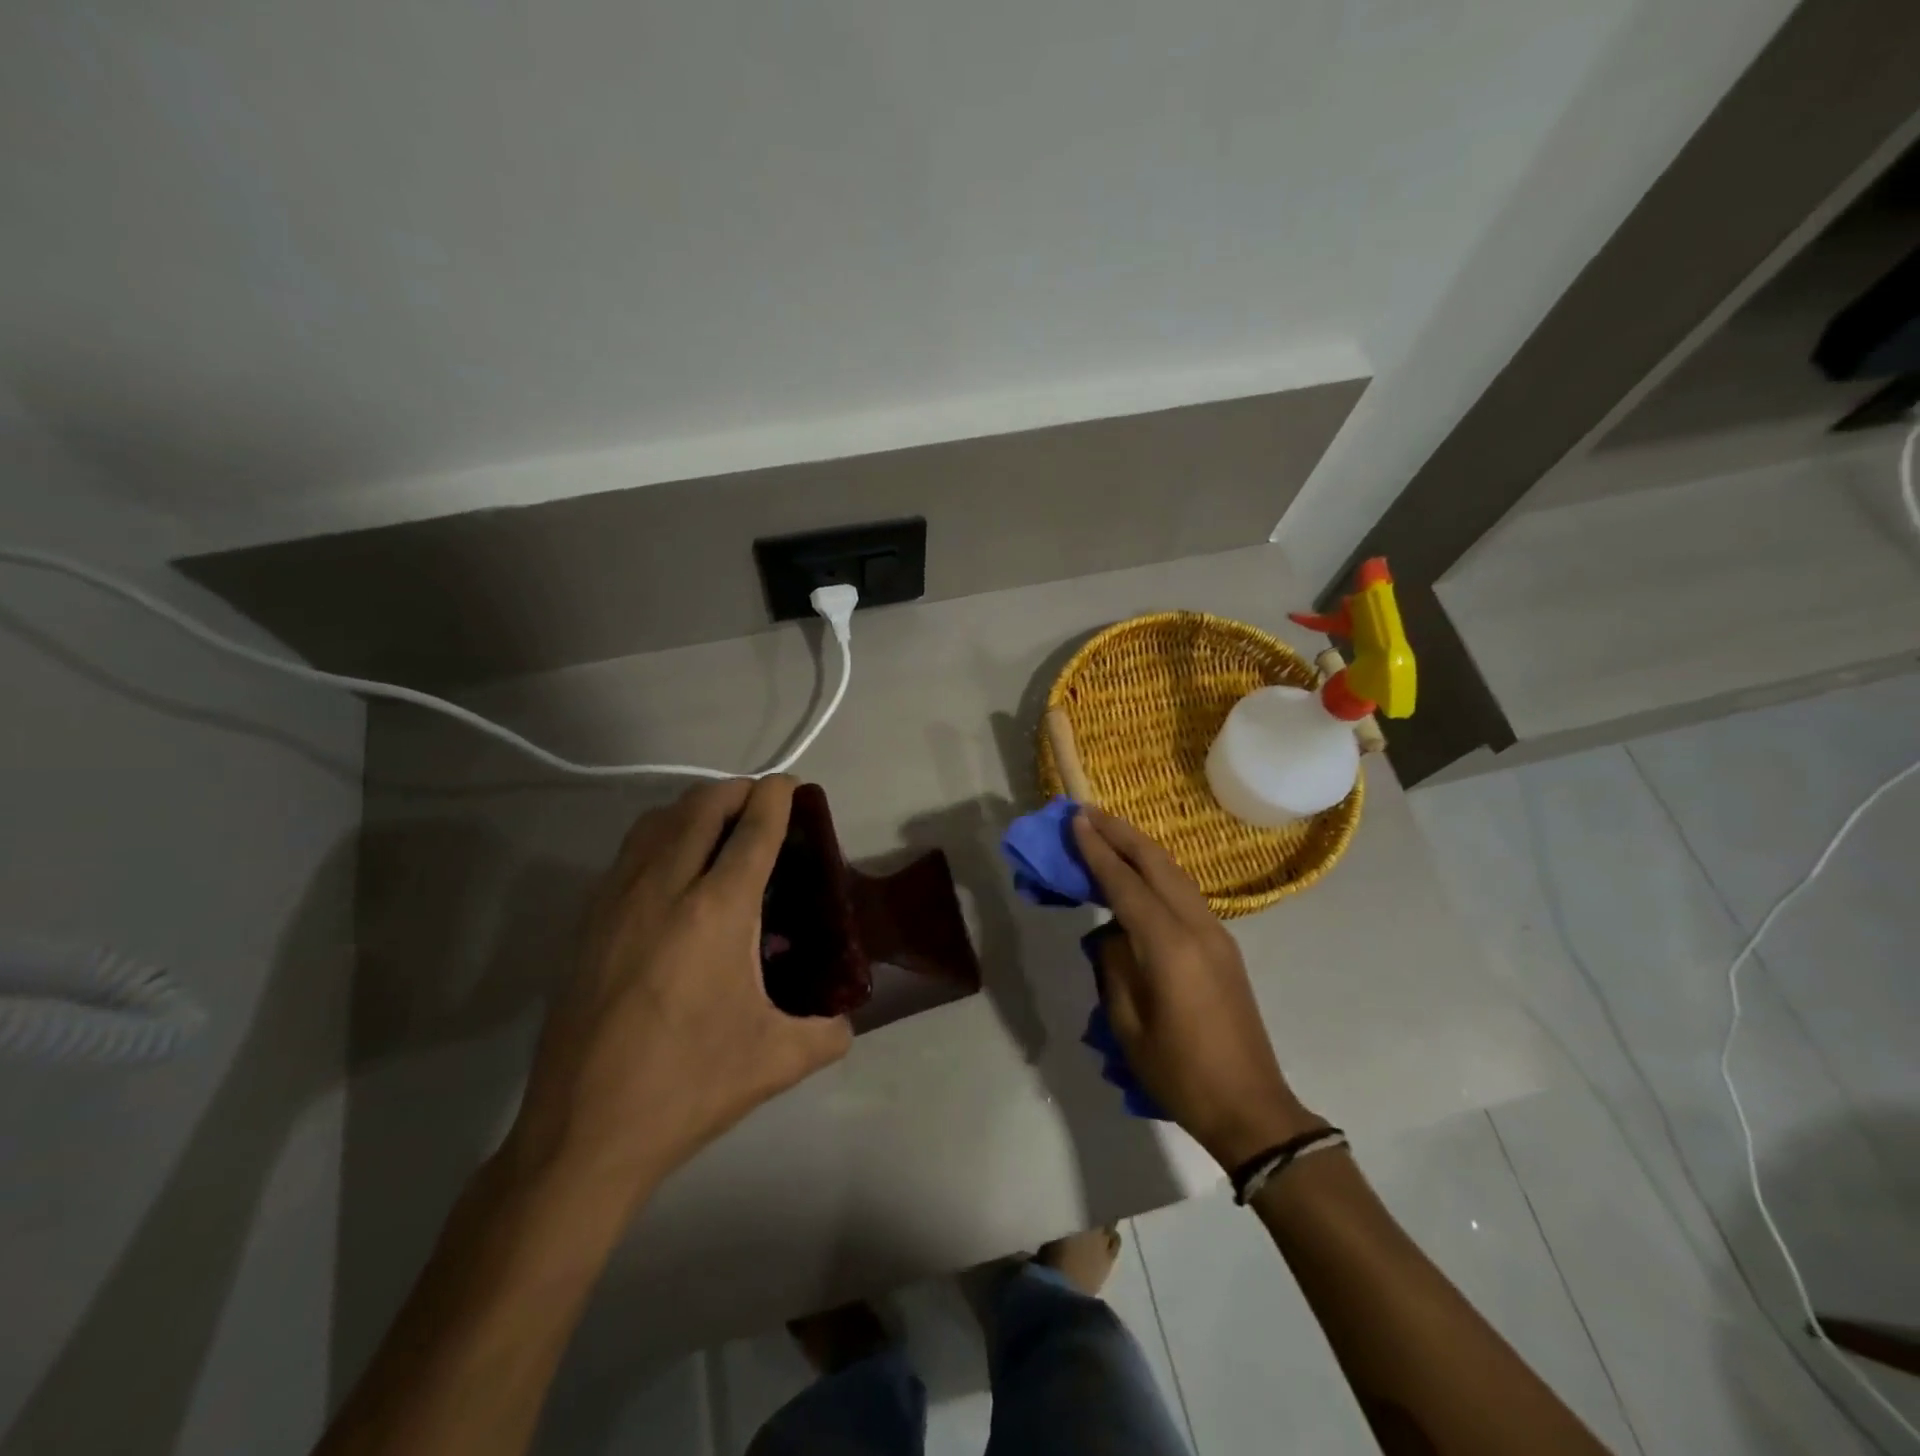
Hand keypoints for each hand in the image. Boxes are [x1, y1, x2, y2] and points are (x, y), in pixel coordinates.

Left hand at [506, 776, 851, 1203]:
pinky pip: (629, 853)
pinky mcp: (587, 924)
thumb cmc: (688, 1087)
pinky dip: (659, 836)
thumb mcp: (777, 1061)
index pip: (753, 830)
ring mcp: (617, 902)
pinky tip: (673, 871)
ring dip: (693, 807)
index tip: (791, 784)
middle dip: (736, 791)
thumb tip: (845, 1023)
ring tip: (718, 825)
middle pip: (701, 807)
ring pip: (656, 822)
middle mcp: (664, 889)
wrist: (583, 1134)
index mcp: (717, 911)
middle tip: (761, 802)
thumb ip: (828, 1034)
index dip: (776, 797)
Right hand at [1071, 805, 1322, 1167]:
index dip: (1097, 850)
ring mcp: (1216, 933)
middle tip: (1087, 812)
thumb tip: (1111, 933)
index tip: (1075, 820)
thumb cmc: (1180, 1074)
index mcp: (1169, 947)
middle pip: (1156, 863)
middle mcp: (1197, 927)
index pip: (1125, 884)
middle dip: (1120, 833)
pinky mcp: (1223, 945)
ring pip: (1175, 873)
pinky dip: (1157, 873)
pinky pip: (1185, 893)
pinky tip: (1139, 873)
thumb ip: (1114, 966)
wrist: (1250, 1107)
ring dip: (1140, 848)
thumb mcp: (1128, 1025)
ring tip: (1109, 831)